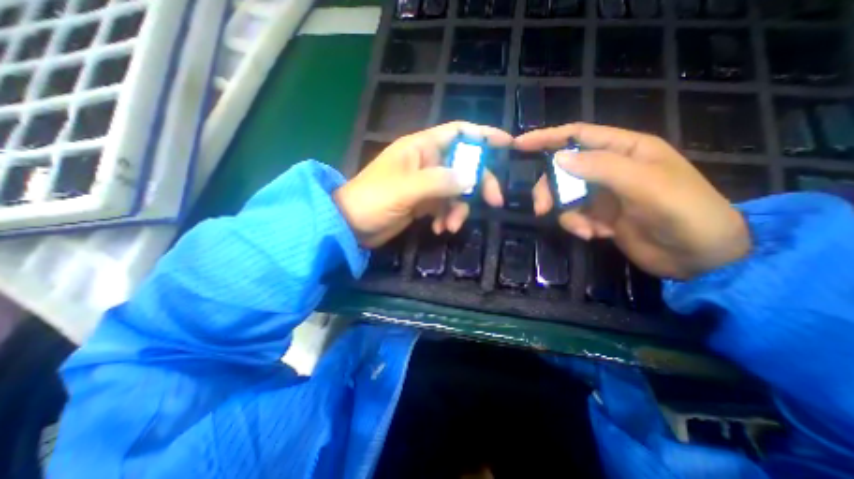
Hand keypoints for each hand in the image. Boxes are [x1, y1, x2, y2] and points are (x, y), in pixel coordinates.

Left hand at [337, 121, 512, 248]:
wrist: (351, 225)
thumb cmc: (373, 200)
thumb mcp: (406, 189)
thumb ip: (439, 182)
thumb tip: (472, 178)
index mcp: (421, 148)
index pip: (458, 132)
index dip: (483, 135)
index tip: (507, 145)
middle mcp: (426, 163)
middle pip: (464, 165)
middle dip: (479, 183)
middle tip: (494, 201)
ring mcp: (425, 184)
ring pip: (456, 191)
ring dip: (458, 209)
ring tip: (449, 226)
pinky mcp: (423, 203)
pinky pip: (444, 207)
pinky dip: (446, 218)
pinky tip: (438, 229)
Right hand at [514, 122, 748, 280]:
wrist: (700, 258)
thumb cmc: (684, 212)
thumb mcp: (645, 184)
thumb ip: (601, 167)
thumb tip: (557, 158)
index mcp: (625, 149)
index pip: (578, 135)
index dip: (547, 137)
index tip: (519, 144)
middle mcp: (610, 168)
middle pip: (563, 170)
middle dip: (550, 188)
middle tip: (542, 208)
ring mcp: (603, 194)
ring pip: (564, 196)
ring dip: (567, 214)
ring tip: (585, 230)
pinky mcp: (599, 215)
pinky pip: (573, 215)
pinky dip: (577, 226)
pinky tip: (595, 235)